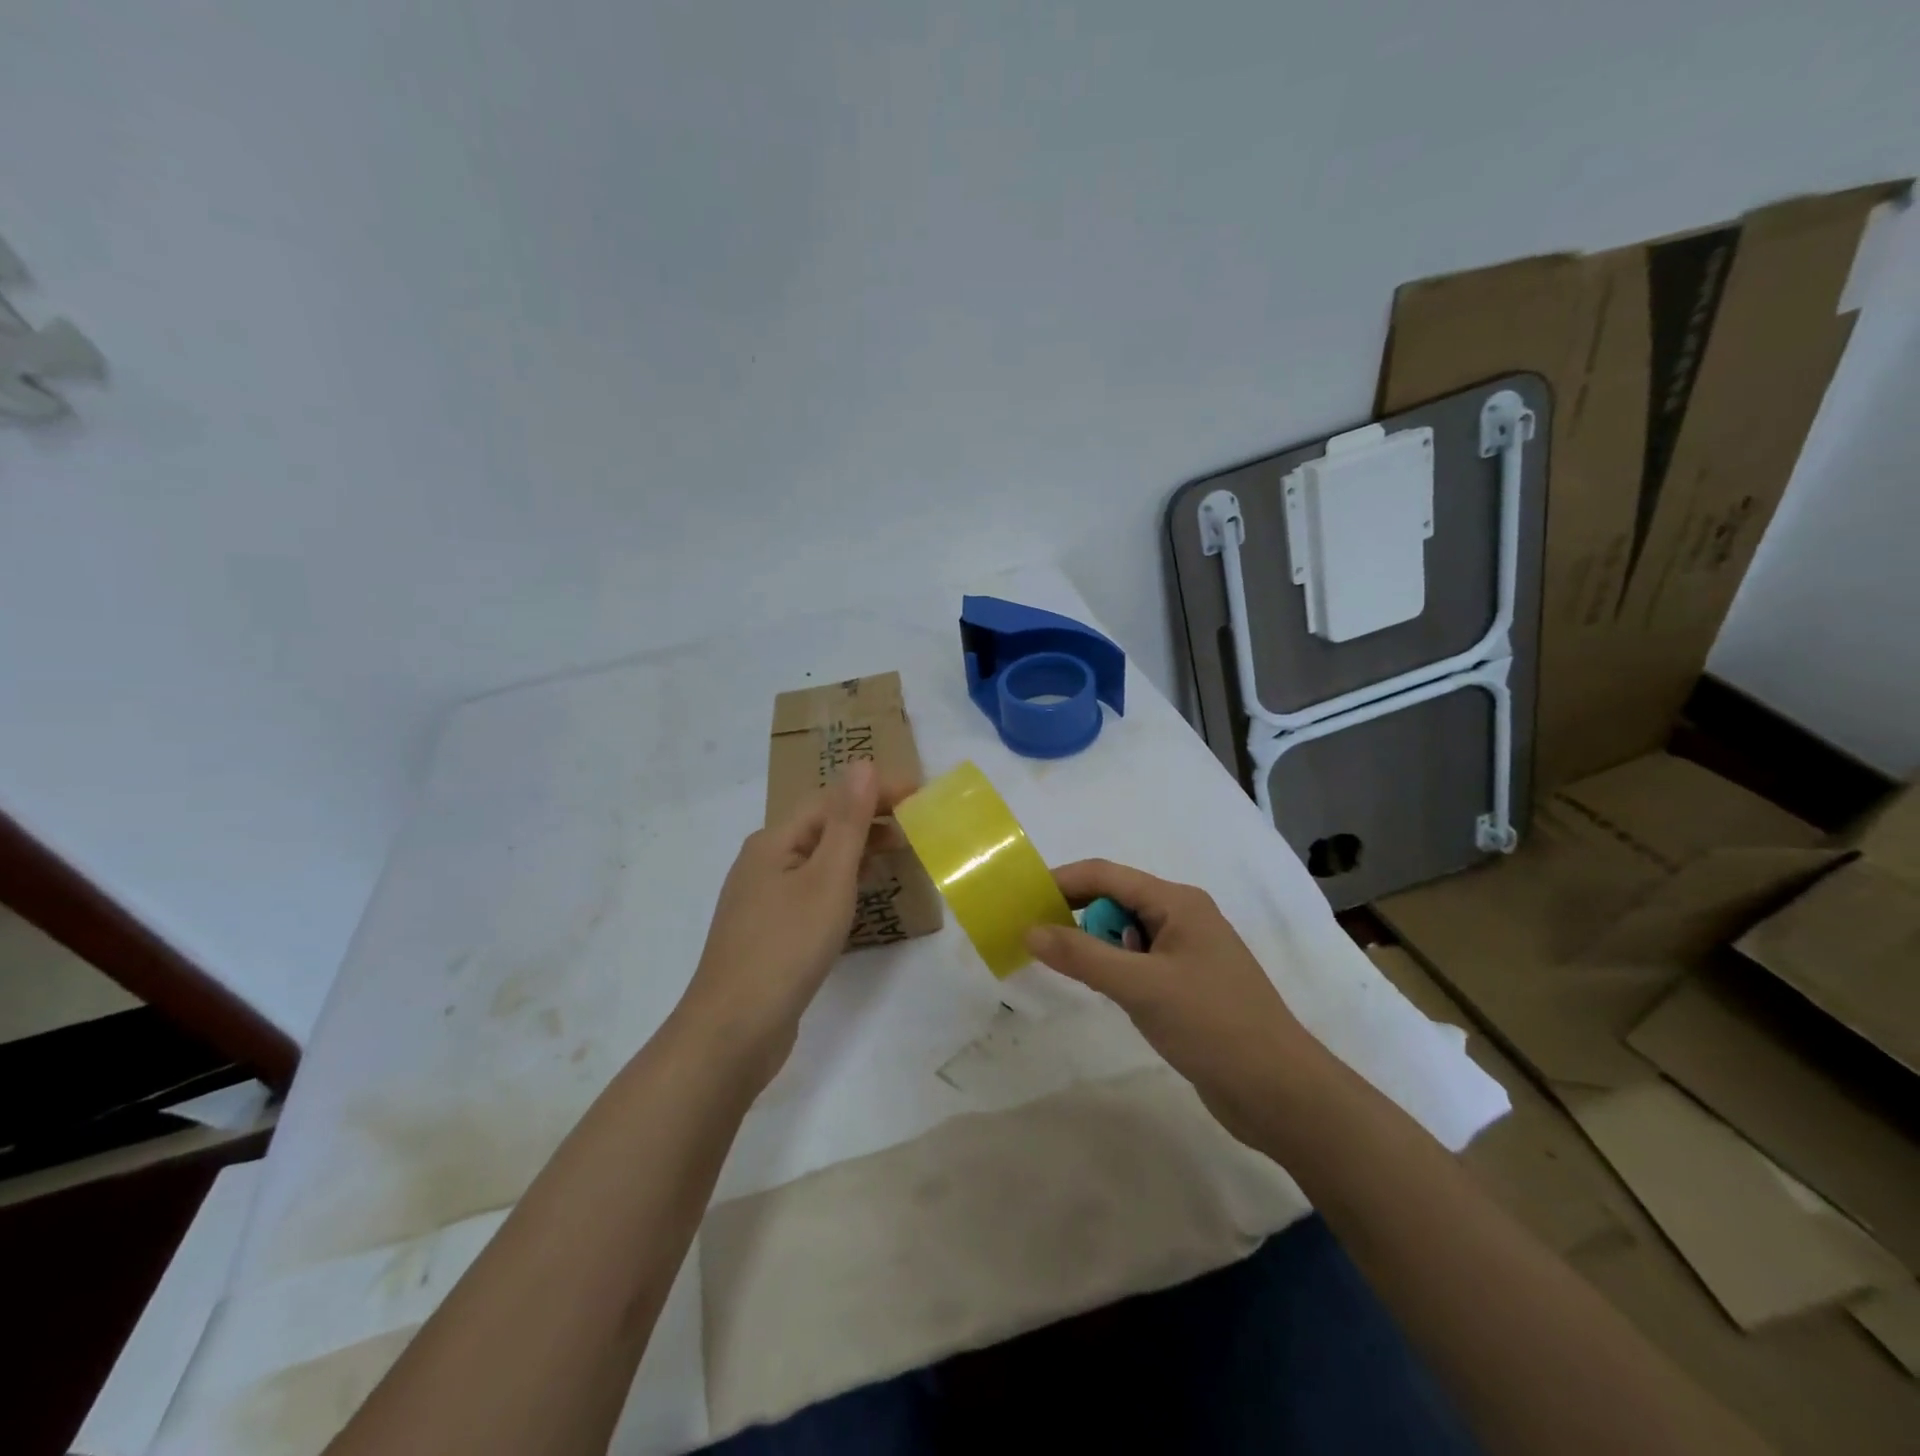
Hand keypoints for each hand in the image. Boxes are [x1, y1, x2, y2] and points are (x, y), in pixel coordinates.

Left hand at [675, 761, 893, 1087]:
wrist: (733, 1030)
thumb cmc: (786, 946)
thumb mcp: (827, 878)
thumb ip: (848, 821)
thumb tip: (862, 763)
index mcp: (773, 841)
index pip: (831, 800)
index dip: (875, 791)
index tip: (920, 793)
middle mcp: (763, 862)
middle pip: (822, 826)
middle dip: (868, 818)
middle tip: (916, 822)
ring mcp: (762, 899)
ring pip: (817, 860)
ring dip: (857, 849)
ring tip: (899, 851)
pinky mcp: (769, 932)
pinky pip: (812, 890)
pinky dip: (842, 882)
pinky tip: (860, 896)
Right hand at [1025, 859, 1332, 1145]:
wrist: (1280, 1092)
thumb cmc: (1212, 1025)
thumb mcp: (1140, 986)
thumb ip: (1082, 956)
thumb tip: (1030, 930)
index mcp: (1178, 902)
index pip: (1106, 875)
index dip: (1061, 882)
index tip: (1021, 901)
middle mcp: (1183, 917)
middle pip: (1116, 900)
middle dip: (1076, 914)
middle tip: (1034, 939)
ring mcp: (1188, 952)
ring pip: (1126, 933)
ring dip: (1096, 945)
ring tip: (1066, 969)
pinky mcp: (1188, 985)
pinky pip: (1139, 962)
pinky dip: (1115, 968)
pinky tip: (1105, 991)